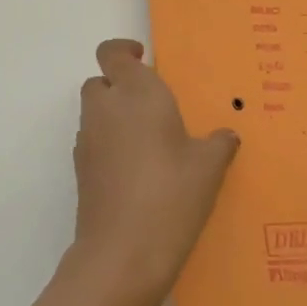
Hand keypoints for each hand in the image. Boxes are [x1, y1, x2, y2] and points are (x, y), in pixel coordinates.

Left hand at [62, 39, 240, 305]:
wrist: (122, 255)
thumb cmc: (171, 196)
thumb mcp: (209, 168)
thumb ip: (218, 144)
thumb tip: (225, 136)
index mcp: (136, 93)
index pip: (112, 52)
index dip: (124, 51)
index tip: (145, 60)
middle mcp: (105, 109)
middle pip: (100, 81)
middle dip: (120, 85)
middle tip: (153, 104)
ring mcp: (88, 141)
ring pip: (95, 113)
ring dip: (114, 116)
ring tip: (150, 141)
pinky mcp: (81, 171)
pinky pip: (94, 143)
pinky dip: (109, 145)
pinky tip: (137, 171)